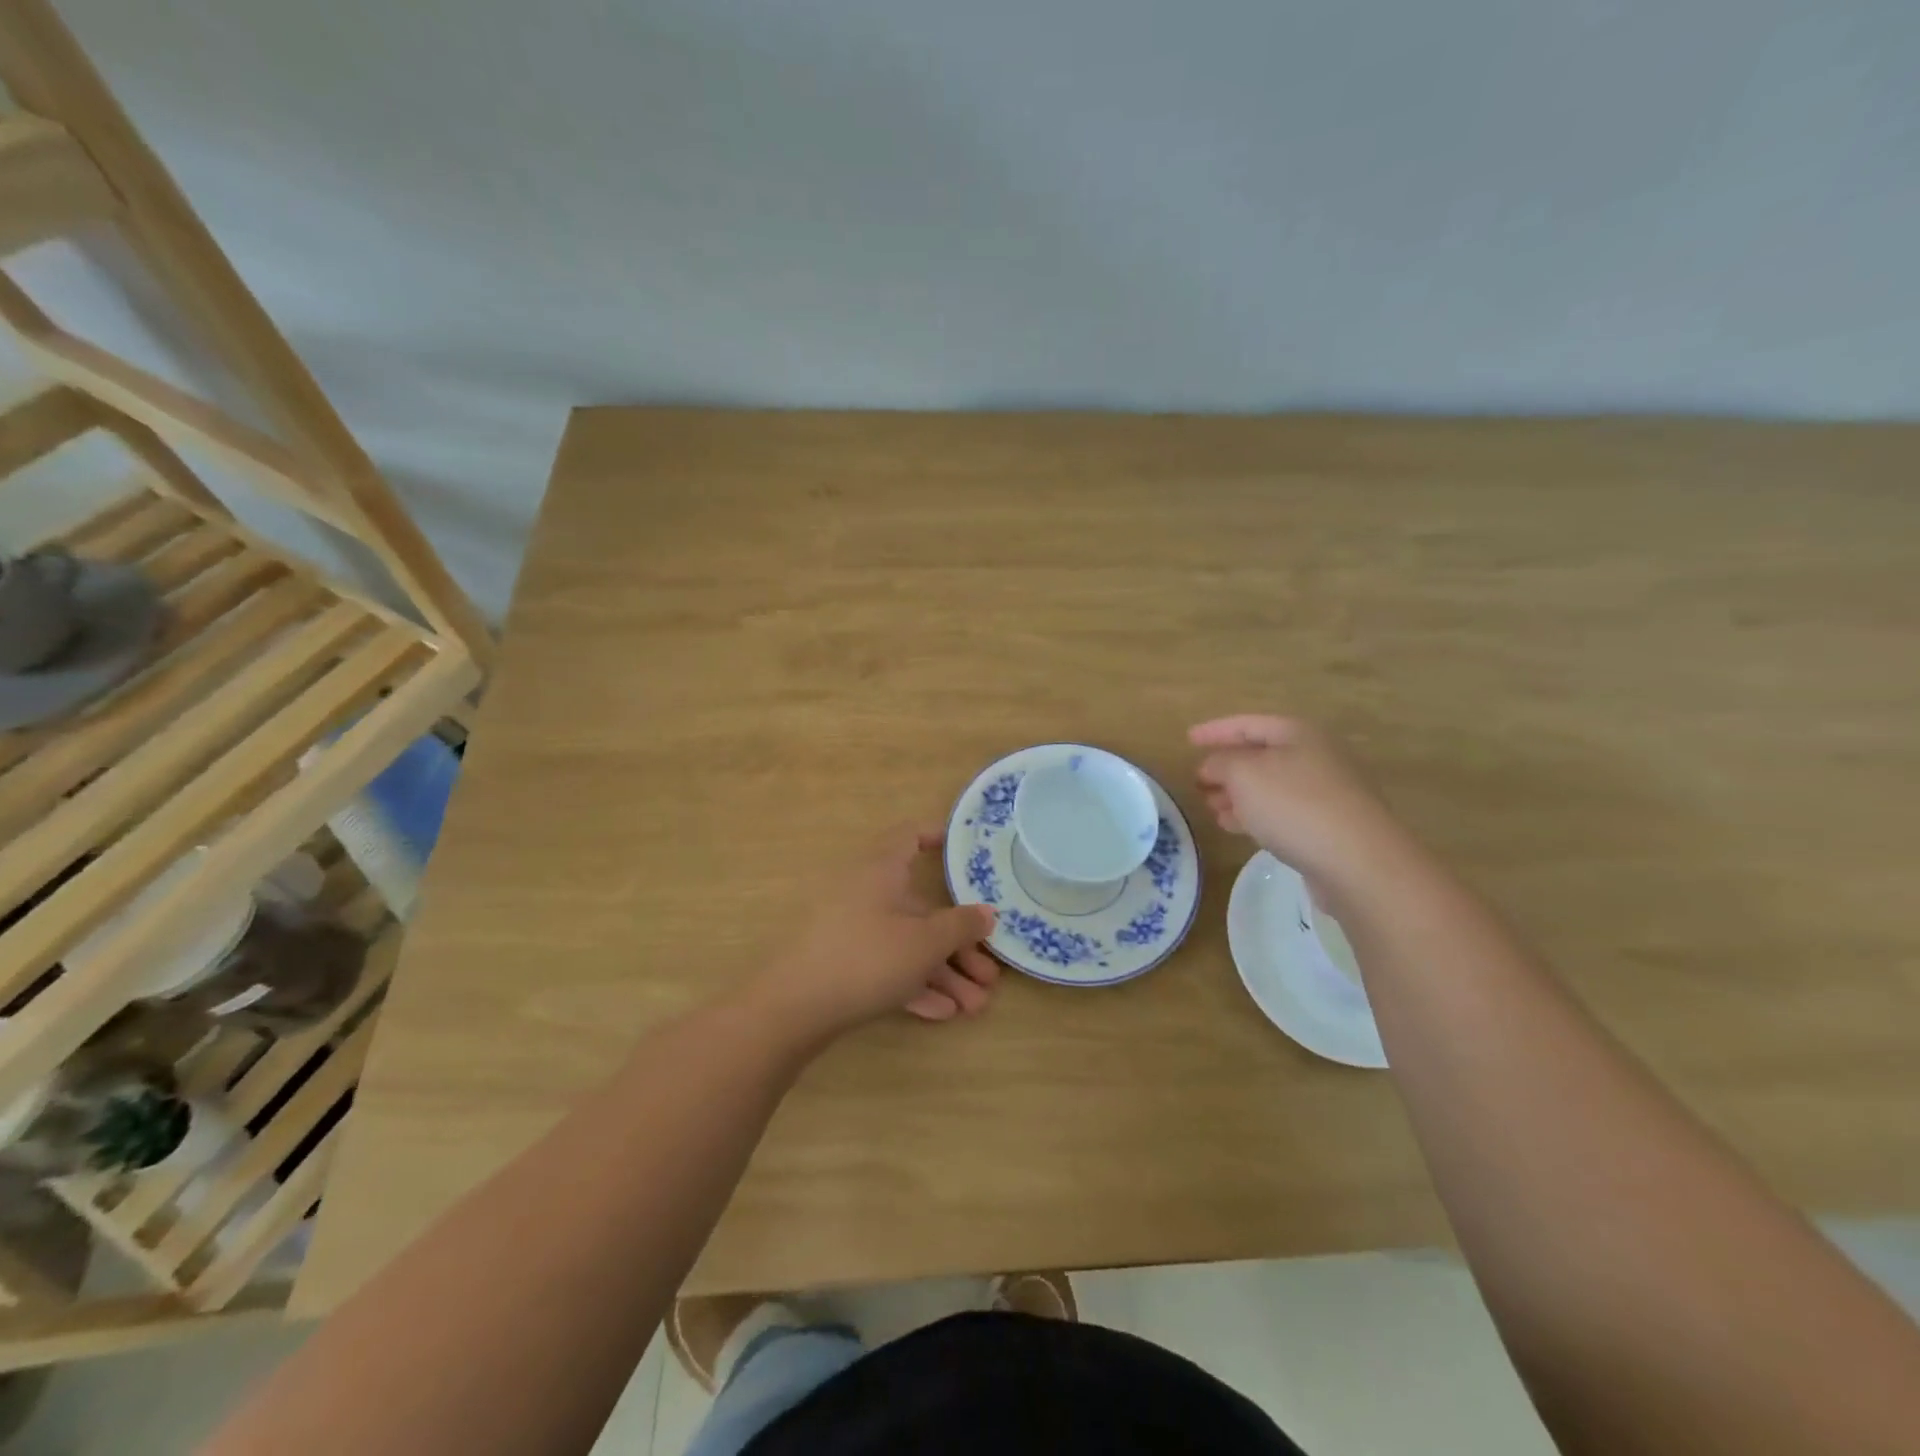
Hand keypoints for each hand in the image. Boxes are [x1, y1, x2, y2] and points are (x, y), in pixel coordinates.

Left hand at [756, 825, 999, 1033]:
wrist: (794, 1008)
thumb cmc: (867, 957)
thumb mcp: (925, 942)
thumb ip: (961, 926)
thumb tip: (987, 913)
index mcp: (882, 870)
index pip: (911, 836)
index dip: (939, 837)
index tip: (968, 852)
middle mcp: (867, 893)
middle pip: (921, 908)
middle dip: (959, 944)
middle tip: (990, 974)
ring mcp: (852, 929)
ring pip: (907, 944)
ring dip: (943, 973)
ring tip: (975, 1007)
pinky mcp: (842, 964)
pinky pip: (887, 966)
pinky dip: (915, 984)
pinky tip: (943, 1013)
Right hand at [1189, 714, 1409, 888]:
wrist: (1359, 862)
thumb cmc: (1295, 806)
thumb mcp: (1244, 775)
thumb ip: (1221, 763)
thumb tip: (1213, 766)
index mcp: (1298, 734)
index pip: (1247, 724)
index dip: (1215, 731)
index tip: (1187, 740)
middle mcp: (1316, 756)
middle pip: (1261, 755)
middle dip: (1226, 768)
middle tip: (1198, 782)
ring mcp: (1326, 792)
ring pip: (1270, 786)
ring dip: (1238, 795)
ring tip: (1211, 808)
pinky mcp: (1329, 825)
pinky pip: (1283, 811)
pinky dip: (1255, 815)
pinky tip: (1235, 827)